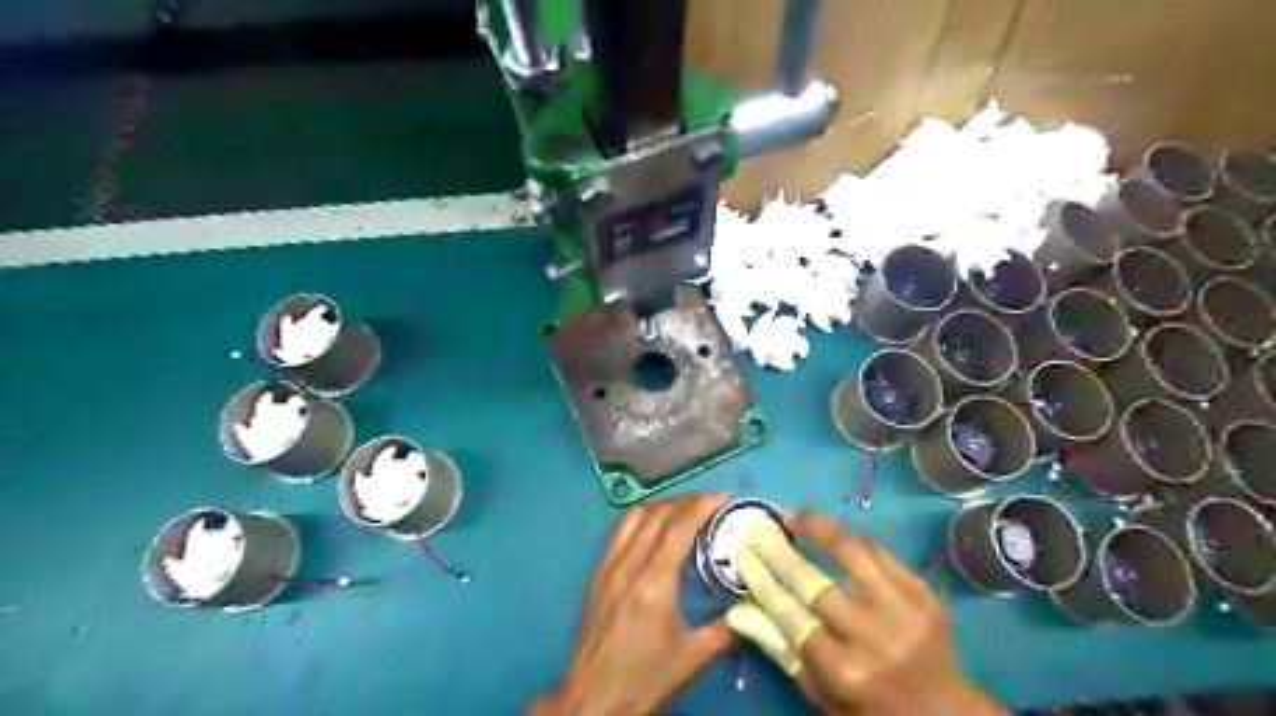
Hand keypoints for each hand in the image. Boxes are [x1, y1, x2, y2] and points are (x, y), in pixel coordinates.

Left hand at [529, 491, 732, 715]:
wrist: (592, 700)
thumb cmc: (644, 679)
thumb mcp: (692, 658)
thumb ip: (726, 629)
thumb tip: (753, 608)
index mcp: (653, 582)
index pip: (678, 527)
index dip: (701, 505)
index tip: (723, 496)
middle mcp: (627, 564)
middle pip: (656, 514)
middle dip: (685, 501)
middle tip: (709, 502)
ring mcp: (607, 567)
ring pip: (633, 517)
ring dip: (661, 506)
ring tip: (683, 510)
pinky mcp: (596, 574)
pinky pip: (619, 531)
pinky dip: (641, 519)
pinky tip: (653, 530)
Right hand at [723, 512, 1001, 715]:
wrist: (943, 710)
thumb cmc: (868, 704)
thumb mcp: (820, 691)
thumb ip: (780, 648)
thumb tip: (737, 610)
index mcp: (842, 670)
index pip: (790, 615)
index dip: (763, 580)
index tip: (744, 554)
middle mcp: (872, 638)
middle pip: (814, 584)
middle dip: (780, 552)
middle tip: (760, 530)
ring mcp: (903, 612)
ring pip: (853, 555)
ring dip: (819, 529)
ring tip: (797, 516)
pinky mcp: (924, 594)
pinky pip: (882, 554)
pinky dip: (853, 540)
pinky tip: (833, 533)